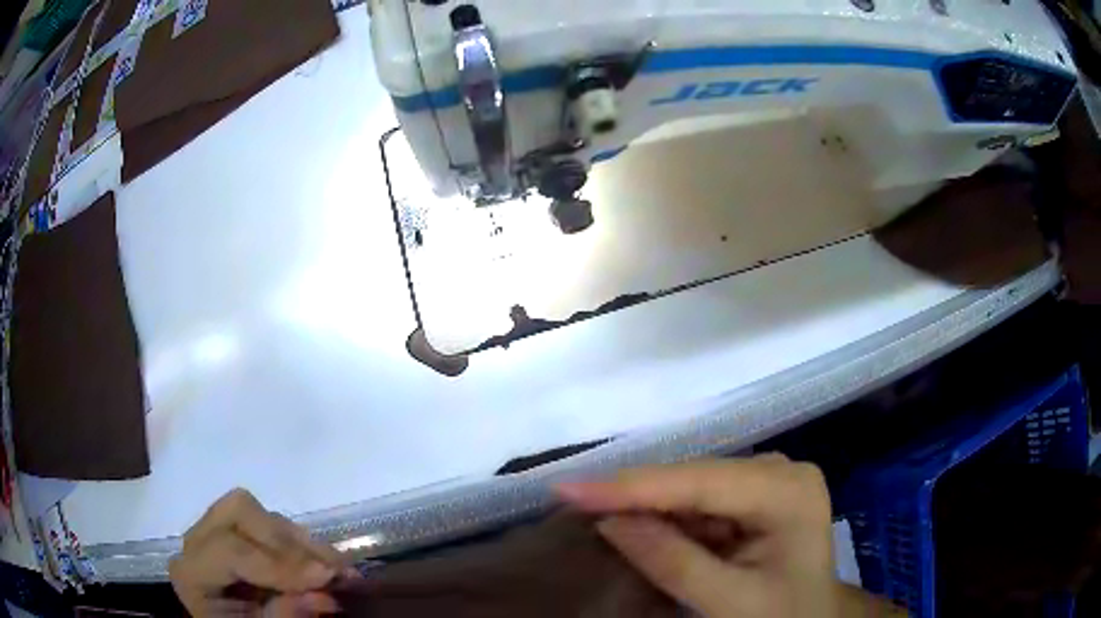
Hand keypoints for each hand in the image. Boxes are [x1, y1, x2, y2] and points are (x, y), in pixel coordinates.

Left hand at [169, 489, 344, 616]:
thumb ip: (284, 616)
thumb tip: (324, 596)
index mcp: (191, 573)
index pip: (229, 550)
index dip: (279, 563)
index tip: (326, 577)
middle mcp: (197, 542)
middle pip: (238, 511)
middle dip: (287, 540)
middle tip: (331, 569)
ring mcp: (214, 531)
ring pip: (256, 510)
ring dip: (299, 539)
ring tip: (337, 567)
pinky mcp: (234, 533)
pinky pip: (266, 521)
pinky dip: (298, 541)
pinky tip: (322, 561)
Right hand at [557, 455, 894, 617]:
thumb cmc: (782, 617)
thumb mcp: (729, 601)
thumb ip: (672, 562)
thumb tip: (609, 522)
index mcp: (788, 492)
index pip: (701, 483)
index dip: (631, 487)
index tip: (568, 488)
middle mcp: (781, 471)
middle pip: (694, 478)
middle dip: (634, 493)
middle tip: (571, 499)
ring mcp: (768, 481)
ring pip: (691, 488)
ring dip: (646, 504)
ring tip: (594, 508)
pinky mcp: (754, 497)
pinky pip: (699, 501)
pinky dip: (666, 516)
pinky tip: (638, 524)